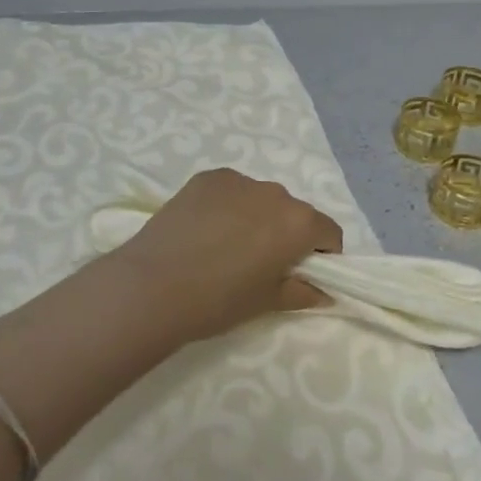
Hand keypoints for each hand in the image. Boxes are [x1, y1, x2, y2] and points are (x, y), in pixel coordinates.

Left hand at [106, 168, 342, 345]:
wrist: (152, 286)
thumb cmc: (219, 300)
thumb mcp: (267, 303)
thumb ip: (303, 293)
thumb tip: (324, 292)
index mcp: (298, 223)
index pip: (329, 232)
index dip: (322, 255)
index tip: (301, 275)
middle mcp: (275, 193)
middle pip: (295, 213)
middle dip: (287, 235)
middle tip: (260, 265)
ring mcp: (239, 180)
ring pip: (261, 199)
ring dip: (257, 218)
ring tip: (226, 248)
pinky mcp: (207, 178)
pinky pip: (232, 191)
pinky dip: (228, 207)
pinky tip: (204, 232)